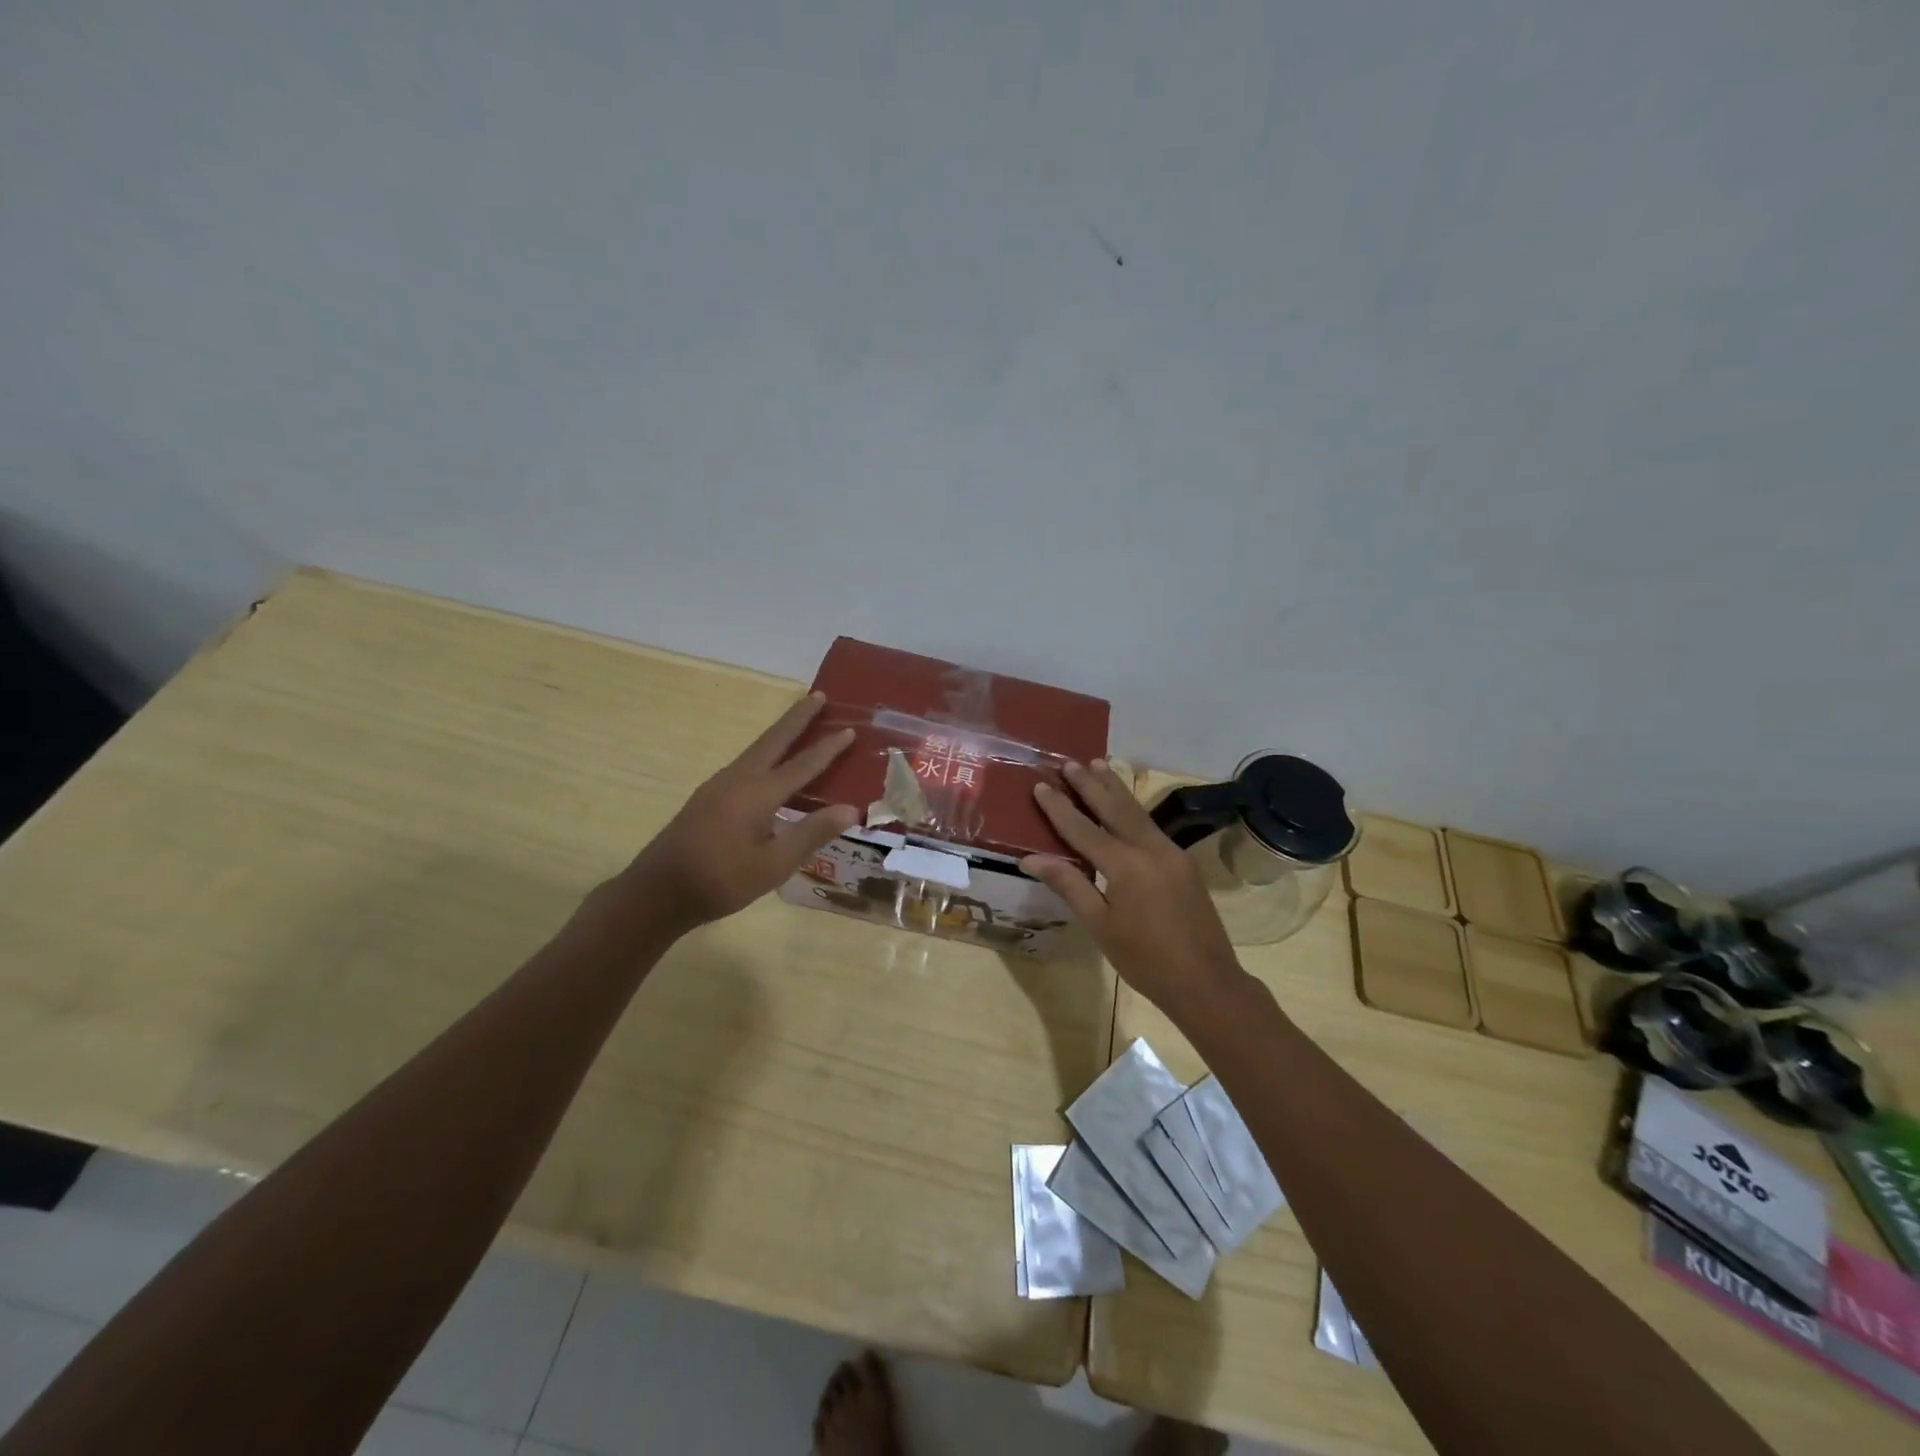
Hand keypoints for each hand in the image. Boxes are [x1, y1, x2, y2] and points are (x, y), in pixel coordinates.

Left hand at [611, 693, 859, 933]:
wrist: (658, 892)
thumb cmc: (721, 881)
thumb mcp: (773, 864)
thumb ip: (811, 833)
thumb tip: (850, 809)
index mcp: (758, 793)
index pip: (803, 764)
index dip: (829, 748)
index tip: (851, 729)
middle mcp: (739, 779)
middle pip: (774, 739)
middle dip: (798, 717)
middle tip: (818, 696)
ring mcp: (719, 785)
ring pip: (757, 749)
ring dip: (780, 732)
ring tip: (799, 722)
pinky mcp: (709, 796)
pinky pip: (746, 763)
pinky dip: (766, 752)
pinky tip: (770, 765)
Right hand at [1022, 760, 1246, 1018]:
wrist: (1206, 982)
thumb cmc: (1144, 960)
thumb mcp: (1100, 925)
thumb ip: (1068, 884)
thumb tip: (1030, 858)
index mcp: (1126, 865)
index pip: (1083, 829)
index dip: (1060, 808)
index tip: (1041, 786)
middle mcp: (1150, 849)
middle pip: (1115, 807)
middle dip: (1091, 784)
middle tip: (1070, 762)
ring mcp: (1172, 852)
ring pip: (1137, 811)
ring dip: (1115, 788)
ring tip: (1099, 764)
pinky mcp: (1184, 862)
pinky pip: (1151, 826)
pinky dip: (1132, 808)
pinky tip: (1124, 804)